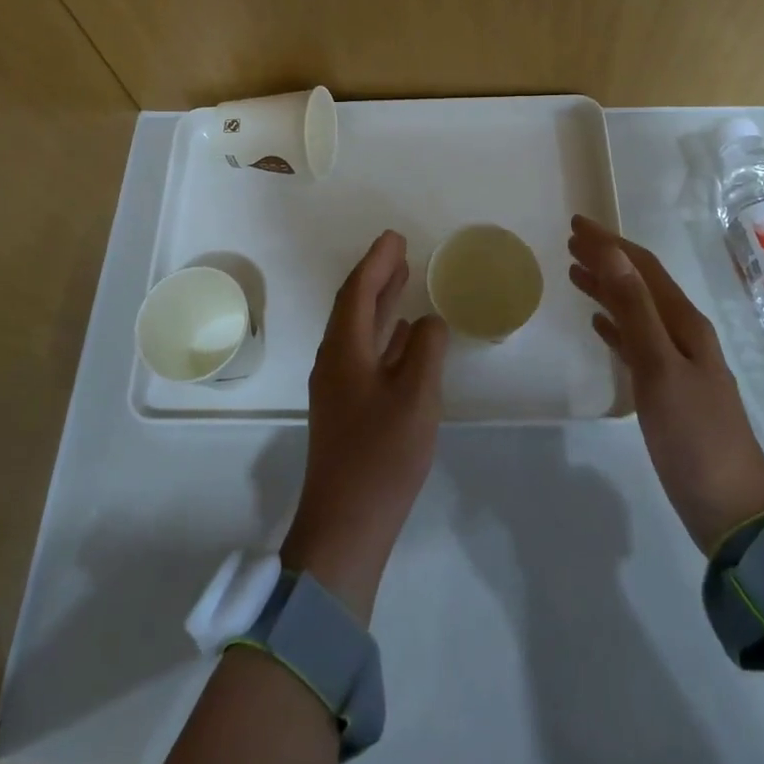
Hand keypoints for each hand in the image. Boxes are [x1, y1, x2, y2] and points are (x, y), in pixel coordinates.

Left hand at [281, 230, 448, 622]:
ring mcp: (338, 386)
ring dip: (380, 302)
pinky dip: (383, 334)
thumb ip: (425, 350)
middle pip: (354, 306)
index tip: (395, 237)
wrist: (345, 527)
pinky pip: (365, 353)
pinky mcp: (347, 408)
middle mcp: (335, 361)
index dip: (377, 262)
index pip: (359, 292)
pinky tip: (402, 335)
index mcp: (344, 351)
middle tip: (400, 250)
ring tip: (403, 279)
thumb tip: (429, 321)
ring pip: (359, 330)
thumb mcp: (416, 398)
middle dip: (376, 275)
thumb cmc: (381, 457)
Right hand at [568, 215, 763, 552]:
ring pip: (635, 311)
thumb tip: (612, 253)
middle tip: (571, 241)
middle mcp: (683, 334)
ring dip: (608, 288)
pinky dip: (615, 325)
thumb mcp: (659, 366)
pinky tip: (599, 324)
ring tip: (575, 273)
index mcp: (685, 323)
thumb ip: (634, 308)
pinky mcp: (668, 390)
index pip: (643, 268)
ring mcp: (677, 363)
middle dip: (607, 259)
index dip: (610, 243)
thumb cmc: (694, 435)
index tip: (576, 224)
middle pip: (640, 284)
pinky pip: (635, 342)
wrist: (731, 509)